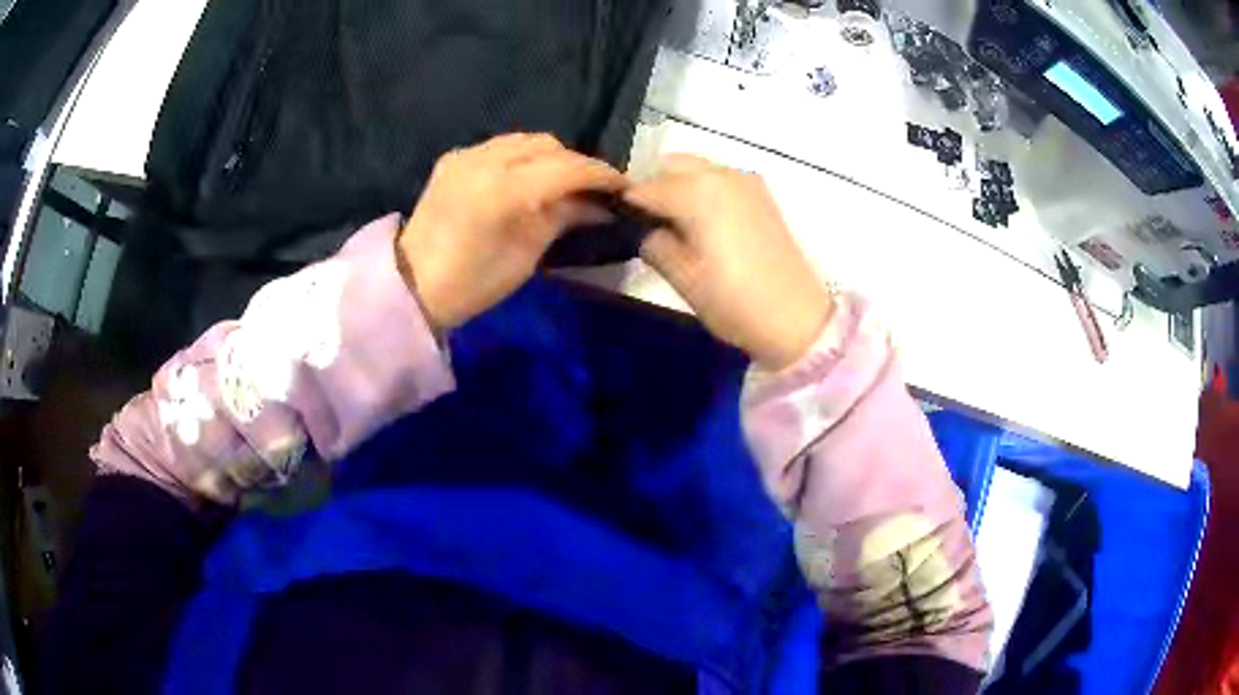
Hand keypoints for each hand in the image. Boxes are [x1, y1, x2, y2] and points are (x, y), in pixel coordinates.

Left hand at [398, 133, 624, 330]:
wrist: (412, 286)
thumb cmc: (473, 284)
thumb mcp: (527, 255)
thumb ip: (563, 217)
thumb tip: (599, 205)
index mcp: (506, 190)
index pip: (568, 168)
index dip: (601, 174)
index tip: (623, 186)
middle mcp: (486, 160)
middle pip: (548, 145)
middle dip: (576, 163)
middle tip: (592, 189)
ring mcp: (466, 155)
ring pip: (525, 140)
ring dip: (551, 156)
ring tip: (562, 182)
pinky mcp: (453, 159)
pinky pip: (500, 146)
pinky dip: (522, 157)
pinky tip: (525, 178)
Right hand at [625, 155, 833, 369]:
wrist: (796, 318)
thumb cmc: (734, 301)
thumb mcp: (682, 277)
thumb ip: (653, 243)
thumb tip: (644, 227)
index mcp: (697, 191)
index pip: (644, 188)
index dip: (627, 207)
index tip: (619, 227)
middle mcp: (721, 174)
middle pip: (671, 166)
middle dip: (654, 189)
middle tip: (650, 228)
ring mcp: (745, 181)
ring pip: (696, 169)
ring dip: (679, 187)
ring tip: (678, 228)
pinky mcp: (761, 194)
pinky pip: (719, 178)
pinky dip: (703, 190)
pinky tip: (706, 225)